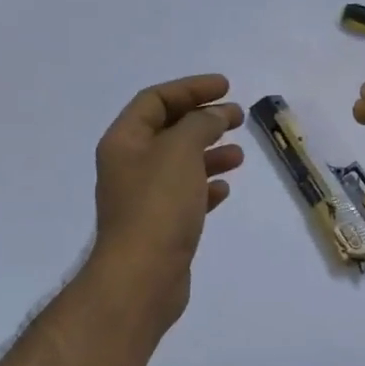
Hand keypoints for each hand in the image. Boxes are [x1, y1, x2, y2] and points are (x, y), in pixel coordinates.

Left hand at [89, 74, 243, 323]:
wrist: (142, 277)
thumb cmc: (158, 206)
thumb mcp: (181, 150)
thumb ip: (201, 124)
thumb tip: (216, 115)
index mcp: (125, 141)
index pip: (155, 100)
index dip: (190, 88)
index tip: (226, 88)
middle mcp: (129, 166)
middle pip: (168, 130)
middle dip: (203, 119)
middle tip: (238, 117)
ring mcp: (144, 198)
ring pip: (180, 164)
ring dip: (209, 153)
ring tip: (239, 155)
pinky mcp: (160, 226)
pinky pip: (185, 196)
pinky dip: (205, 187)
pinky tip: (225, 190)